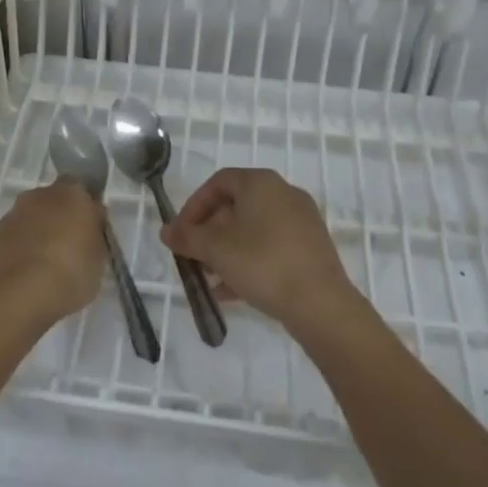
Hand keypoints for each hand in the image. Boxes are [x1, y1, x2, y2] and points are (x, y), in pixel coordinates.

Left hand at [0, 180, 106, 323]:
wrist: (21, 294)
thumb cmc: (71, 272)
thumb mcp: (99, 257)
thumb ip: (95, 234)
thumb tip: (89, 227)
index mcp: (73, 192)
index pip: (83, 191)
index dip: (86, 209)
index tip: (91, 230)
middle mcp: (42, 193)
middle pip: (55, 200)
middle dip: (61, 217)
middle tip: (70, 245)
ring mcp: (17, 212)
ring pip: (34, 216)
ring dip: (39, 230)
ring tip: (47, 263)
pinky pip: (18, 235)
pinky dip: (23, 246)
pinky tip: (29, 271)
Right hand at [160, 167, 356, 333]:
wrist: (321, 304)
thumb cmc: (263, 263)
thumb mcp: (216, 250)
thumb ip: (187, 238)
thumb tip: (166, 232)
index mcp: (260, 182)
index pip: (218, 183)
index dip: (193, 206)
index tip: (181, 233)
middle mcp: (283, 192)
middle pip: (235, 206)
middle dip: (209, 232)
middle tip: (193, 256)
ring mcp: (301, 220)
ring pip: (253, 229)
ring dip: (226, 250)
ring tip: (209, 277)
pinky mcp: (311, 247)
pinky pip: (271, 246)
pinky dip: (248, 261)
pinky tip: (231, 291)